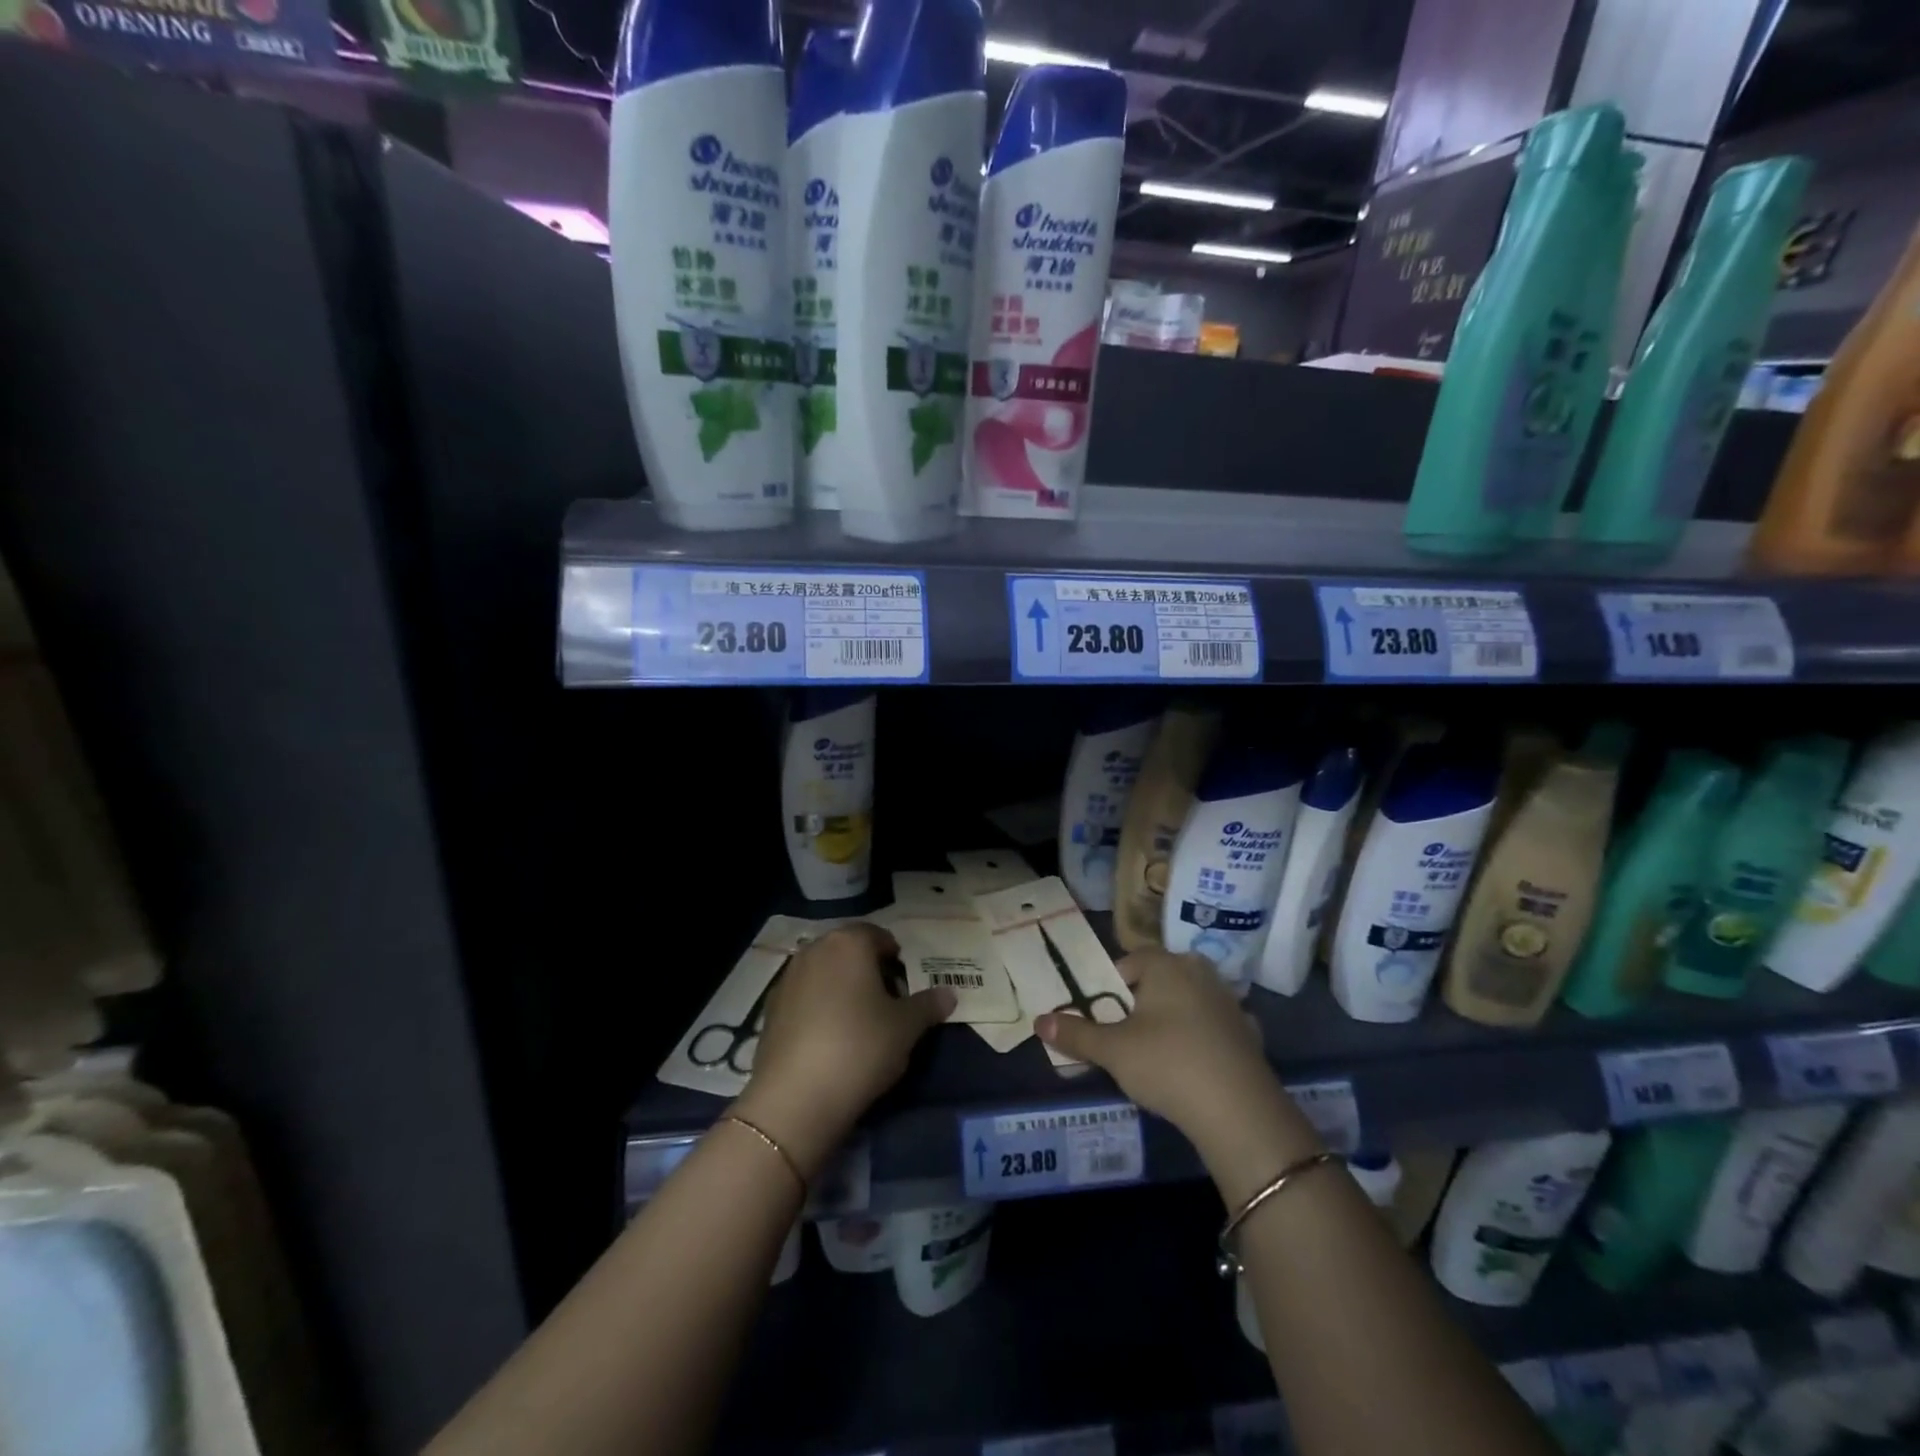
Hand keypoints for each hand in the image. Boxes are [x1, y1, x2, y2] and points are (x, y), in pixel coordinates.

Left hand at [733, 923, 953, 1178]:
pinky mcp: (770, 1008)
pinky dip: (819, 1008)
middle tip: (887, 1006)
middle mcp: (815, 949)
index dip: (896, 959)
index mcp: (849, 942)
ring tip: (859, 1025)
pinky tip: (830, 1040)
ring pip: (825, 973)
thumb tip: (949, 994)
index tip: (905, 989)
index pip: (879, 936)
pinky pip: (805, 997)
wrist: (796, 1098)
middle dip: (869, 971)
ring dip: (843, 988)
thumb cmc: (861, 1047)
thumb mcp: (906, 1028)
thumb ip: (928, 1005)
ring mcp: (788, 977)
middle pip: (850, 951)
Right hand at [1036, 949, 1318, 1189]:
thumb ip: (1075, 1034)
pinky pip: (1214, 1028)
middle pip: (1161, 980)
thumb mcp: (1112, 1050)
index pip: (1132, 960)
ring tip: (1157, 1055)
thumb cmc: (1167, 1064)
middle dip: (1142, 1002)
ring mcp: (1230, 1002)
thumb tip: (1039, 1021)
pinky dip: (1201, 1040)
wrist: (1239, 1112)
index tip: (1104, 1017)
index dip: (1112, 986)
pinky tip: (1194, 1068)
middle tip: (1126, 1036)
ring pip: (1189, 1002)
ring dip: (1173, 1020)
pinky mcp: (1249, 1033)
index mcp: (1168, 965)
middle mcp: (1201, 973)